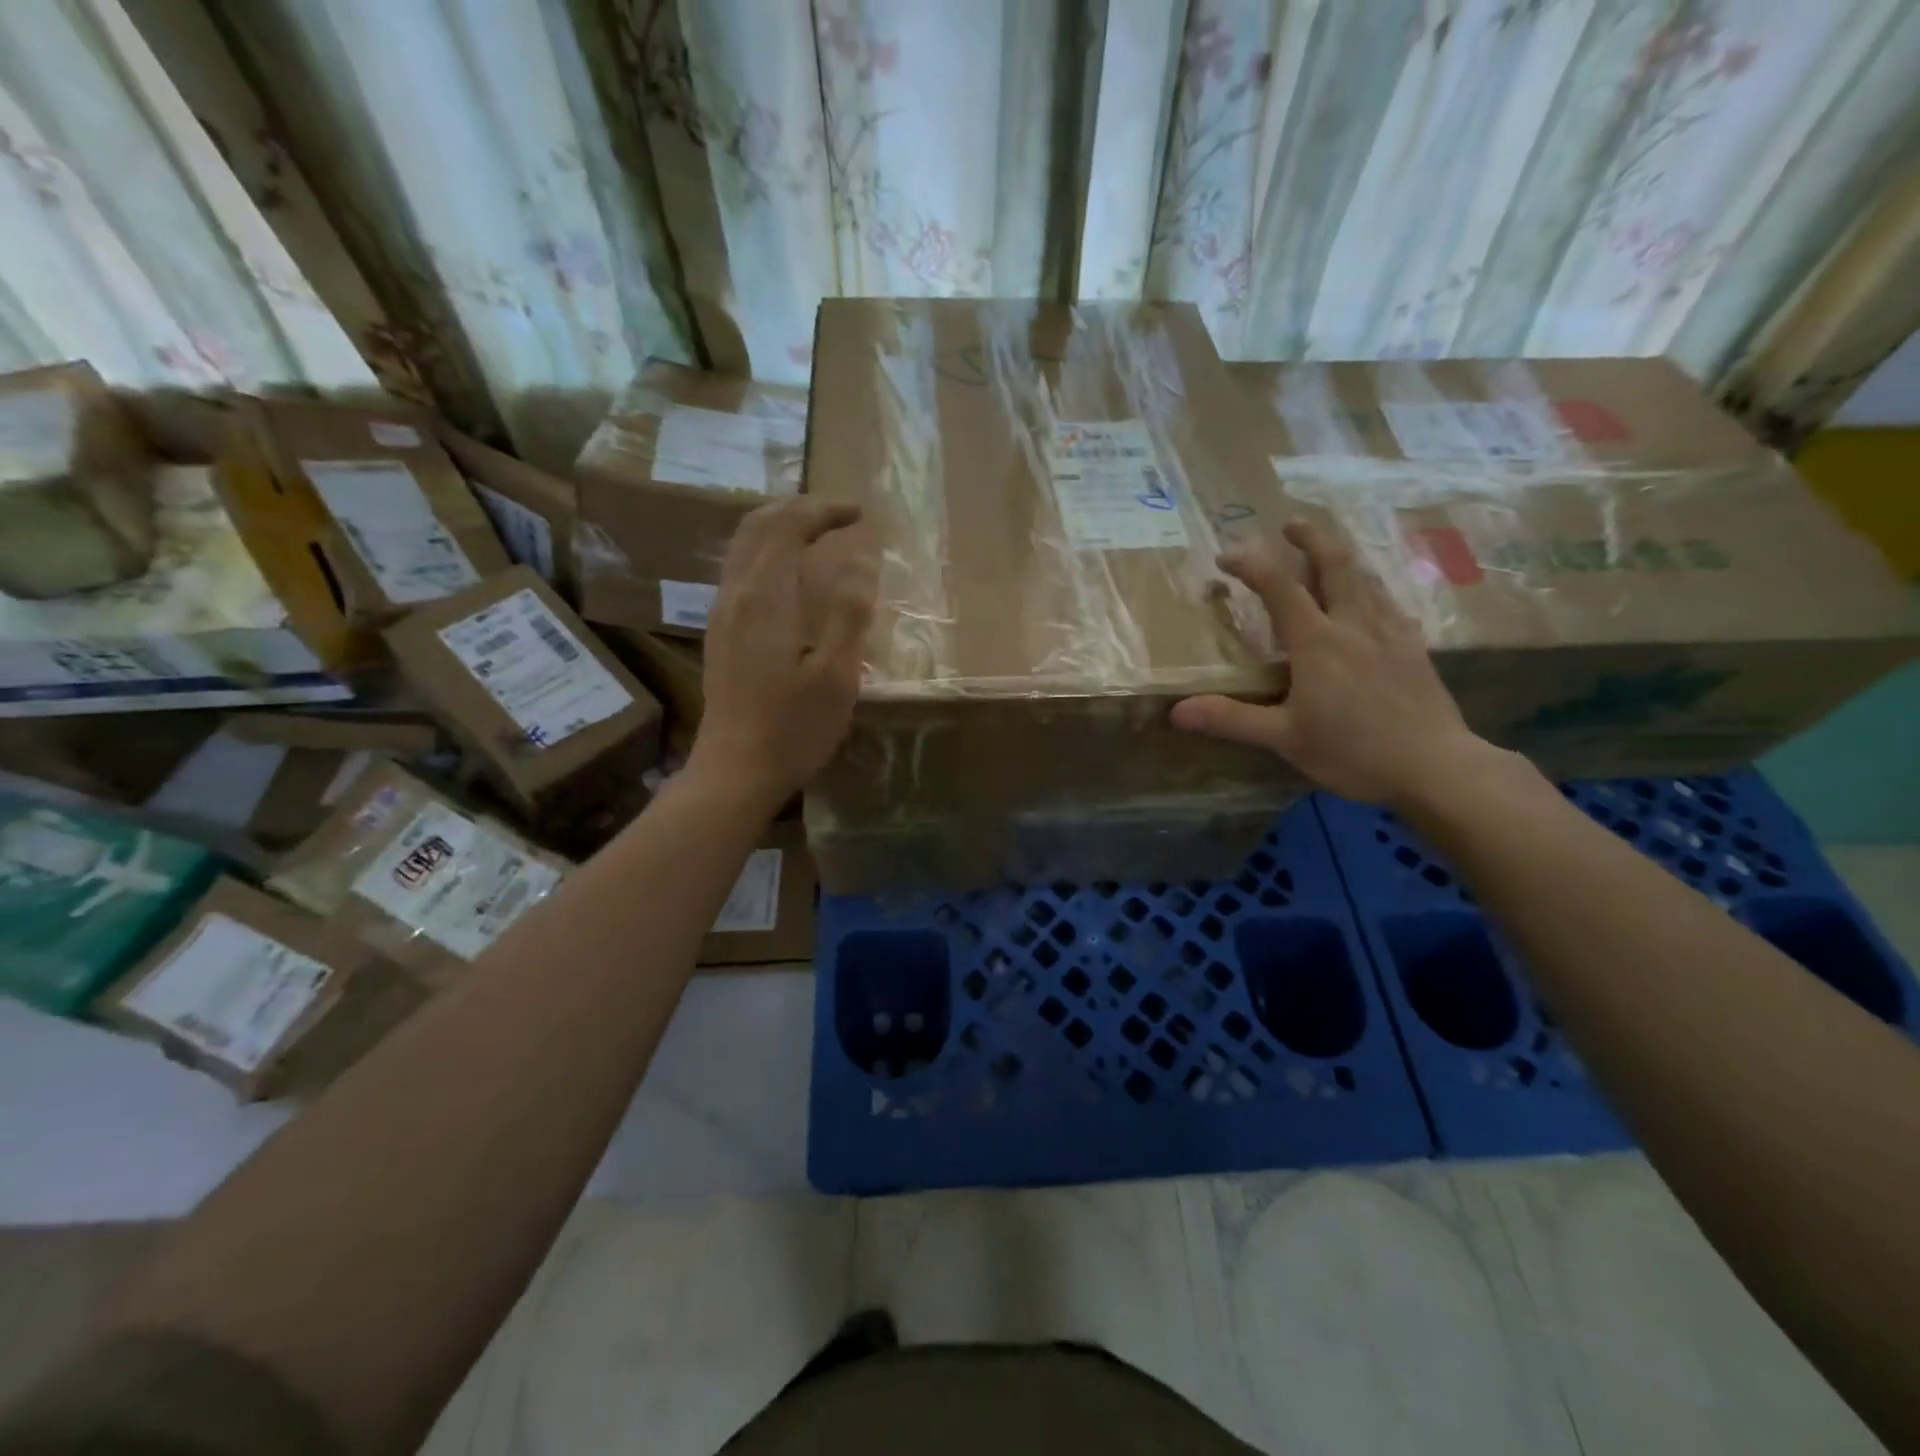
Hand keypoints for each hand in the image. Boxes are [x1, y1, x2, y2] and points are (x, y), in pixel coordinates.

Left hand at [687, 499, 875, 808]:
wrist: (735, 770)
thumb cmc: (793, 727)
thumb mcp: (836, 674)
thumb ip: (849, 612)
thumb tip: (860, 562)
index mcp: (765, 596)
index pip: (788, 525)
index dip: (824, 510)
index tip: (860, 515)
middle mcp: (735, 593)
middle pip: (758, 525)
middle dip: (799, 510)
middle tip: (839, 517)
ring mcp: (721, 613)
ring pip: (743, 546)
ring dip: (779, 529)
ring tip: (817, 537)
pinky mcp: (719, 633)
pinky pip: (739, 571)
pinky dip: (766, 554)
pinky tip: (790, 579)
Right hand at [1171, 519, 1498, 806]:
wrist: (1435, 767)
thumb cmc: (1354, 752)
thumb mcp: (1285, 738)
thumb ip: (1231, 719)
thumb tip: (1176, 712)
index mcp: (1318, 642)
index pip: (1279, 587)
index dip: (1251, 565)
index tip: (1226, 557)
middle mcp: (1354, 625)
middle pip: (1335, 564)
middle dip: (1310, 538)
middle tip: (1291, 523)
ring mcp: (1390, 633)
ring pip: (1365, 578)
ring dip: (1340, 557)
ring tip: (1325, 552)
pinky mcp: (1414, 648)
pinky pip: (1388, 602)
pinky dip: (1369, 588)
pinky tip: (1369, 600)